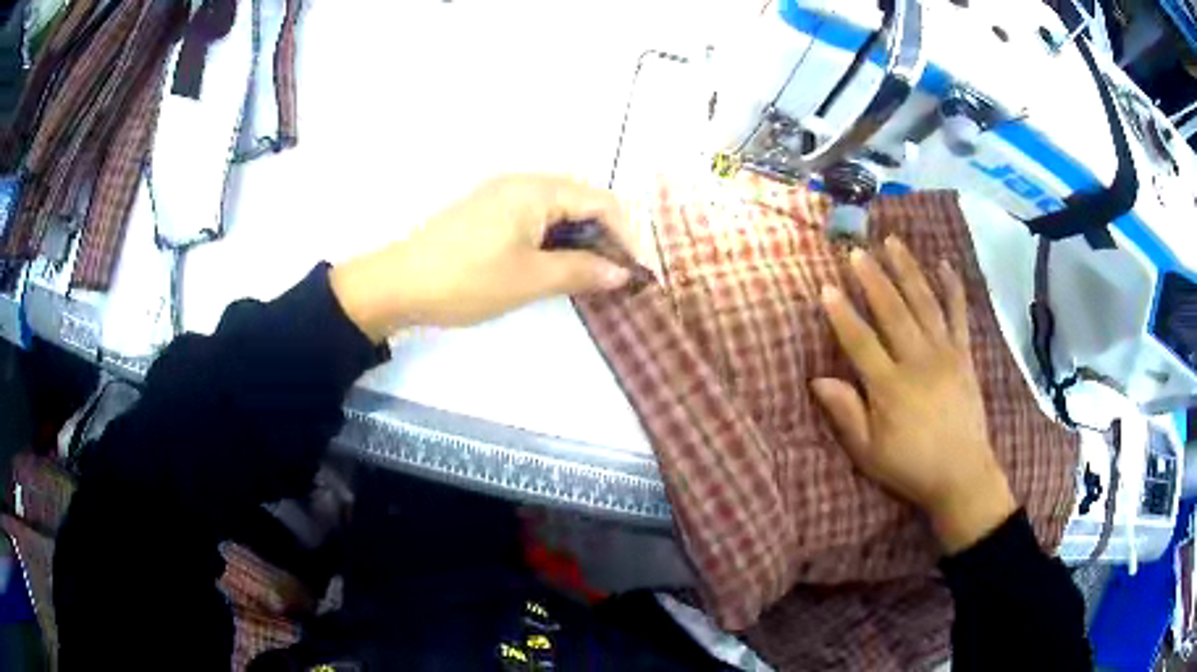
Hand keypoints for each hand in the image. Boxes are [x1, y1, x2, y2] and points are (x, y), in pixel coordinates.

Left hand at [330, 175, 633, 340]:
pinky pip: (535, 220)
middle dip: (604, 239)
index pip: (602, 202)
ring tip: (588, 277)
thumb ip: (582, 272)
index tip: (635, 273)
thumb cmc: (468, 279)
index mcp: (537, 189)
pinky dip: (554, 241)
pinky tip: (554, 267)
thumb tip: (623, 274)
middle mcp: (523, 182)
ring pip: (558, 212)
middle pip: (582, 203)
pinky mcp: (487, 213)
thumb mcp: (530, 278)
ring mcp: (502, 195)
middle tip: (614, 278)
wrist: (398, 284)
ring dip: (579, 241)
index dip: (626, 236)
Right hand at [811, 237, 1015, 553]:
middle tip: (856, 250)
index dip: (842, 314)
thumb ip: (846, 414)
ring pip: (924, 303)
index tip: (826, 287)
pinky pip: (959, 314)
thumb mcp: (869, 452)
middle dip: (872, 278)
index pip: (860, 341)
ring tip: (892, 242)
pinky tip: (944, 265)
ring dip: (907, 270)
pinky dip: (952, 288)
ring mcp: (945, 354)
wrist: (962, 474)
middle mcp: (918, 362)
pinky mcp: (964, 354)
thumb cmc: (910, 466)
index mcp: (890, 387)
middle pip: (892, 311)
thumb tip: (817, 380)